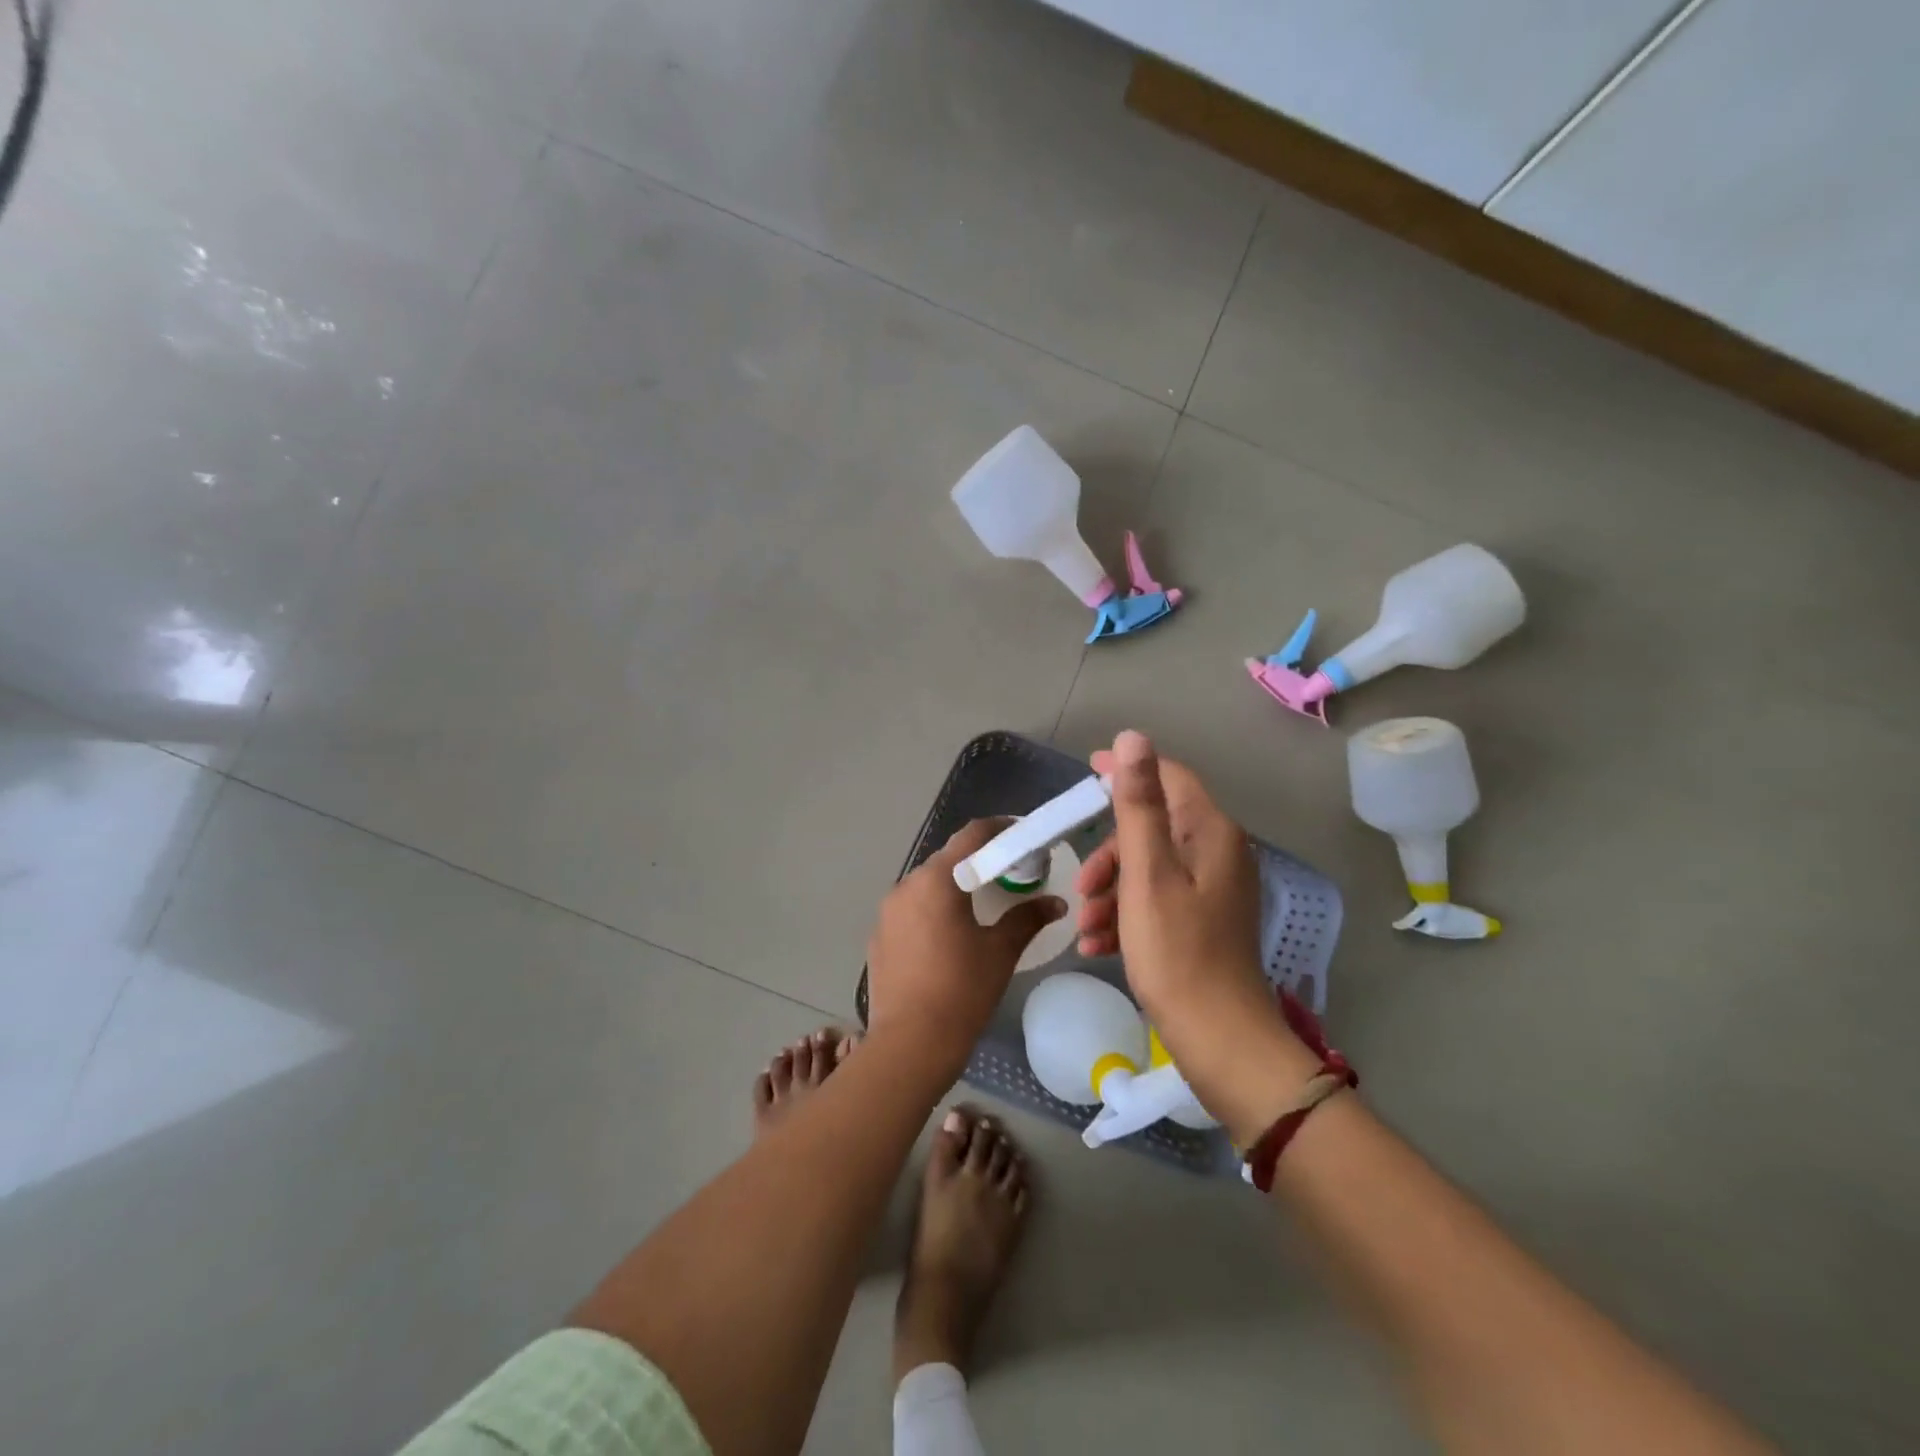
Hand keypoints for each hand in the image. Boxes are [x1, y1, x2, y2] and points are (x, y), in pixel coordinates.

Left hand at [866, 818, 1065, 1072]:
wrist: (910, 1044)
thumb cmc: (962, 990)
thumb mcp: (1000, 951)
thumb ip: (1027, 918)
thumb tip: (1056, 903)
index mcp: (937, 880)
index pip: (971, 835)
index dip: (999, 829)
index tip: (1020, 835)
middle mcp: (906, 885)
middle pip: (947, 859)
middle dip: (977, 861)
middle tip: (1007, 874)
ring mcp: (887, 911)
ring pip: (926, 884)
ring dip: (953, 886)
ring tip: (979, 905)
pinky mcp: (878, 935)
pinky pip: (910, 909)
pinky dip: (931, 909)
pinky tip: (947, 935)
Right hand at [1076, 731, 1315, 1140]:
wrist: (1219, 1039)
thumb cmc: (1177, 952)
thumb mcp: (1147, 874)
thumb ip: (1139, 804)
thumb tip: (1133, 738)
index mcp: (1211, 833)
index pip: (1168, 777)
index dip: (1126, 770)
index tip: (1085, 773)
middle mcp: (1219, 853)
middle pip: (1153, 827)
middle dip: (1110, 852)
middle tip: (1083, 885)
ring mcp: (1213, 889)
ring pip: (1149, 867)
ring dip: (1111, 890)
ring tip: (1085, 928)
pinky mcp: (1204, 921)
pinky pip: (1157, 899)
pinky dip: (1126, 914)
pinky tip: (1099, 945)